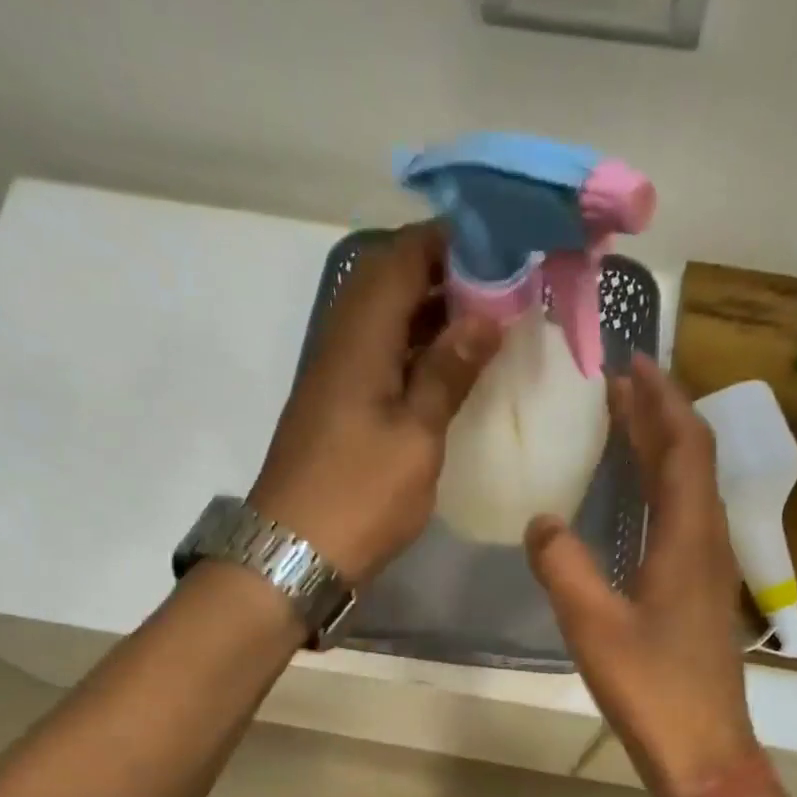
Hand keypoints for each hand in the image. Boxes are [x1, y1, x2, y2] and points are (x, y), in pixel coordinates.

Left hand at [250, 224, 500, 582]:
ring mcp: (336, 378)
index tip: (500, 245)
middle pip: (389, 283)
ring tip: (487, 321)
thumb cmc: (360, 496)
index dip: (447, 241)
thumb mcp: (416, 437)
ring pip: (384, 321)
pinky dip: (415, 351)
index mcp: (359, 339)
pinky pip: (379, 358)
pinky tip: (449, 370)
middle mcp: (342, 345)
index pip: (400, 258)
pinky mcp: (337, 409)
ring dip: (430, 313)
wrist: (294, 555)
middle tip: (502, 286)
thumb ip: (447, 373)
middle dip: (444, 273)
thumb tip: (485, 317)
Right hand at [526, 355, 763, 796]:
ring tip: (624, 424)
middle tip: (620, 382)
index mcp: (690, 540)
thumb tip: (540, 520)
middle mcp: (706, 544)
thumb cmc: (653, 691)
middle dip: (659, 414)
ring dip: (659, 450)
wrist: (704, 755)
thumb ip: (563, 567)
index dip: (662, 399)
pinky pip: (680, 521)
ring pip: (687, 491)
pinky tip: (631, 501)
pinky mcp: (696, 596)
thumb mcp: (595, 627)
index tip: (632, 362)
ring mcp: (706, 571)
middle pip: (690, 460)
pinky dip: (657, 491)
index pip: (685, 446)